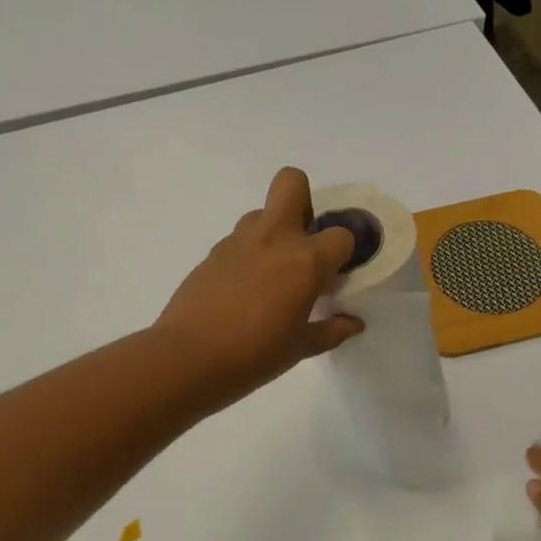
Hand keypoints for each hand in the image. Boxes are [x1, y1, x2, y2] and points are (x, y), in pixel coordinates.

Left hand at [156, 168, 362, 405]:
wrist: (187, 357)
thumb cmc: (254, 355)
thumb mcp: (300, 348)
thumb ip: (330, 331)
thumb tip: (353, 323)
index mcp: (304, 261)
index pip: (341, 235)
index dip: (344, 252)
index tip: (337, 273)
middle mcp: (274, 239)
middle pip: (292, 182)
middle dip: (304, 200)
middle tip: (304, 240)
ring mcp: (238, 241)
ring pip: (262, 212)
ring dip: (273, 231)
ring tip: (272, 271)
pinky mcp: (212, 253)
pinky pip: (238, 239)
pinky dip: (248, 254)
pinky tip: (243, 289)